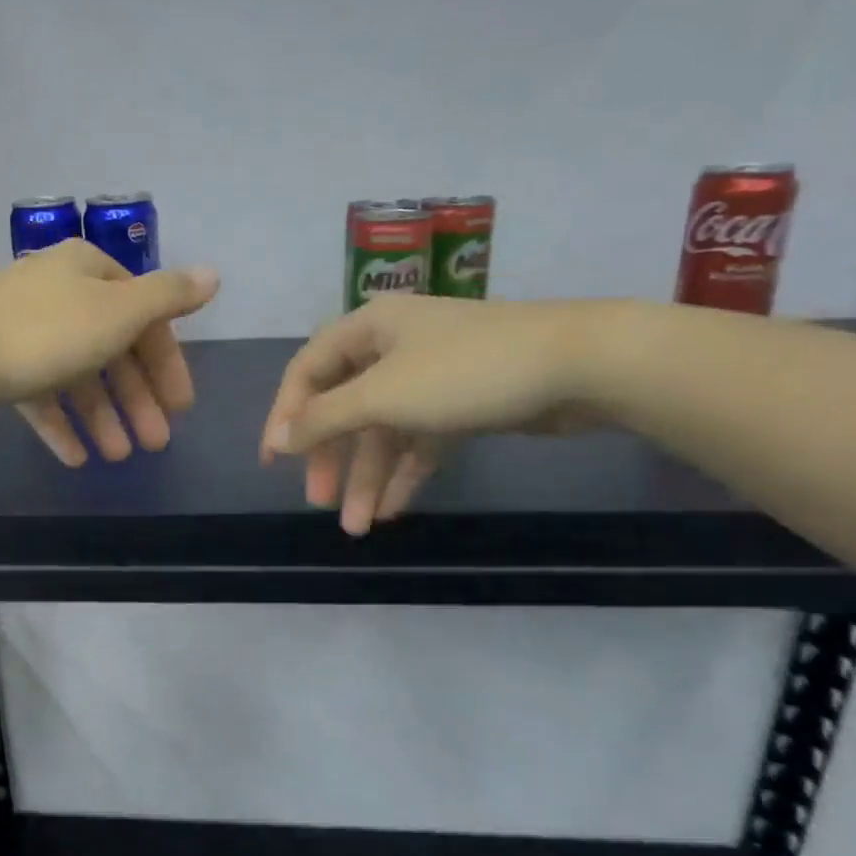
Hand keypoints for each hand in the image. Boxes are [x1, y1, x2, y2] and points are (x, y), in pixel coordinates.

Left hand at [0, 239, 219, 464]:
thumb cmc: (45, 331)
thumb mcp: (118, 312)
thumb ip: (168, 296)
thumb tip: (214, 274)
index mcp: (90, 272)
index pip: (144, 316)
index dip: (167, 363)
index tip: (182, 407)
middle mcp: (60, 293)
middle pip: (112, 349)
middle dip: (137, 399)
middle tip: (156, 444)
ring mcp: (25, 328)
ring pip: (77, 375)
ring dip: (103, 416)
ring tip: (118, 457)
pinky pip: (40, 393)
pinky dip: (61, 422)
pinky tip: (76, 457)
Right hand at [259, 294, 601, 534]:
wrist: (580, 365)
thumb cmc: (465, 371)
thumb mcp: (383, 394)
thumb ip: (326, 418)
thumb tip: (281, 438)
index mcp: (368, 328)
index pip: (308, 370)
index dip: (287, 415)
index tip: (274, 461)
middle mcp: (393, 348)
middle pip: (345, 406)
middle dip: (331, 457)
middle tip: (317, 502)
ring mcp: (430, 377)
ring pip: (384, 430)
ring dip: (368, 476)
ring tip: (356, 526)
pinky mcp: (463, 404)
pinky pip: (420, 440)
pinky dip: (406, 472)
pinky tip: (394, 509)